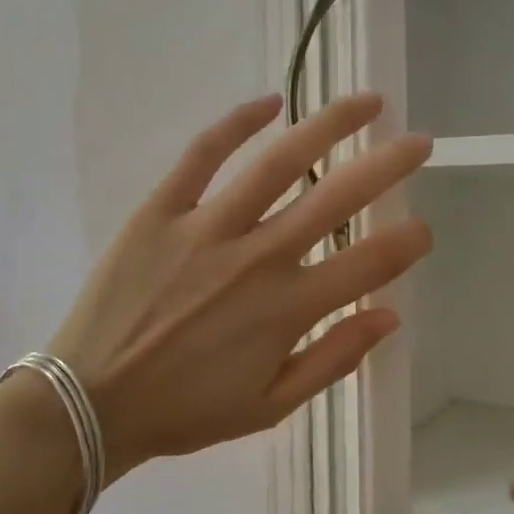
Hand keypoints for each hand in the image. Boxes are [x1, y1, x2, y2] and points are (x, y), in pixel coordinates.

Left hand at [51, 92, 431, 481]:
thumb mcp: (270, 407)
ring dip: (330, 125)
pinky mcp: (161, 211)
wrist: (92, 403)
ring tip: (366, 102)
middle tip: (418, 142)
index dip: (407, 241)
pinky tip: (271, 102)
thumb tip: (390, 317)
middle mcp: (257, 258)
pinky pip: (202, 155)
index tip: (422, 229)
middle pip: (338, 197)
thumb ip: (334, 360)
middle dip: (388, 165)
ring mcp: (207, 228)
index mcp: (288, 309)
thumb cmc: (186, 411)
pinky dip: (237, 123)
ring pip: (280, 162)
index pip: (369, 262)